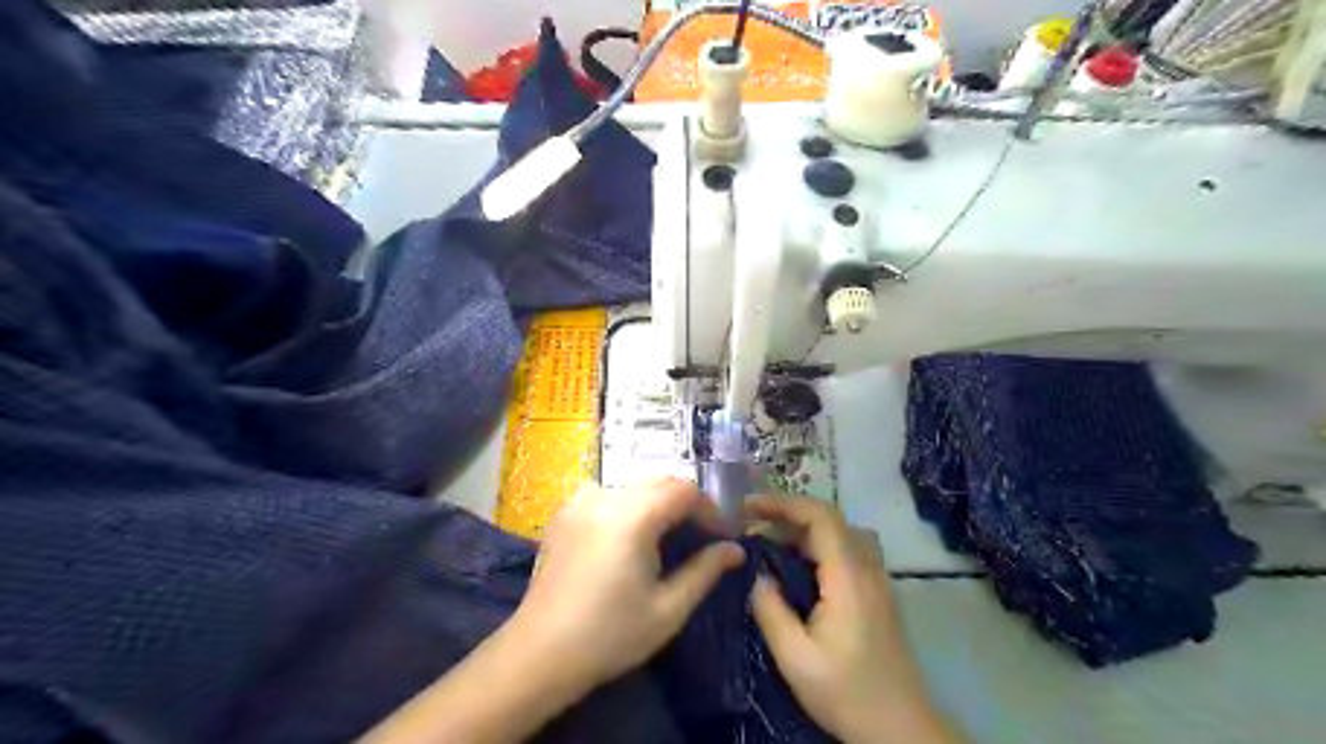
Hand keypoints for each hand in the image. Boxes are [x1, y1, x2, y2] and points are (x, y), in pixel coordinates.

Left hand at [511, 484, 742, 691]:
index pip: (685, 490)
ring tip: (667, 538)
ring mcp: (580, 501)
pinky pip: (607, 494)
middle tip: (700, 538)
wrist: (540, 653)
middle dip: (686, 505)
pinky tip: (627, 537)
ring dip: (658, 504)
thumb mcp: (668, 608)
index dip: (710, 510)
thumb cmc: (610, 635)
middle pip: (660, 482)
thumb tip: (734, 550)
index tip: (722, 538)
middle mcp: (606, 496)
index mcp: (633, 516)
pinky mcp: (564, 513)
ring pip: (634, 486)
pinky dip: (628, 505)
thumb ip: (705, 571)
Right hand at [745, 492, 954, 740]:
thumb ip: (772, 612)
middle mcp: (867, 568)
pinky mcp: (877, 592)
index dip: (783, 503)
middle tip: (750, 524)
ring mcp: (877, 579)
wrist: (901, 728)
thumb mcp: (796, 659)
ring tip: (771, 540)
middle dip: (787, 513)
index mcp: (848, 577)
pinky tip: (797, 566)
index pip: (820, 517)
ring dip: (803, 527)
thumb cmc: (848, 693)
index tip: (747, 506)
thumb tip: (758, 577)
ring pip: (840, 532)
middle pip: (830, 519)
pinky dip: (817, 544)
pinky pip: (847, 549)